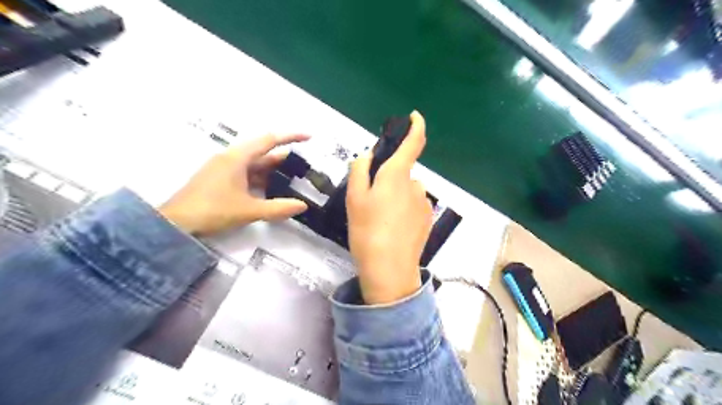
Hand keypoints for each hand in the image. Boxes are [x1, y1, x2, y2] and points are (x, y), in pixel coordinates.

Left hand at [158, 133, 307, 234]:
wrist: (175, 223)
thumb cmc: (212, 210)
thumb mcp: (249, 210)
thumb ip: (278, 208)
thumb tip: (302, 205)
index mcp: (237, 158)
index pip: (269, 140)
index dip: (290, 137)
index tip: (308, 137)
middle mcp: (231, 158)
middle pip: (263, 153)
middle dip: (283, 158)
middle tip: (303, 167)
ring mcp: (223, 169)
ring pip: (254, 165)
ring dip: (272, 171)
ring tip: (292, 179)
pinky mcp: (219, 179)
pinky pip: (246, 174)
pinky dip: (260, 179)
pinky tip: (270, 190)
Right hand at [344, 111, 430, 303]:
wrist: (389, 268)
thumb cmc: (368, 229)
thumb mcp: (354, 198)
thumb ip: (360, 170)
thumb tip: (368, 157)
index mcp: (397, 175)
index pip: (414, 142)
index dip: (416, 126)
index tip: (414, 117)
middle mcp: (416, 185)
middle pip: (402, 172)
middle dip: (388, 179)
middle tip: (371, 201)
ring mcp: (424, 203)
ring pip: (406, 190)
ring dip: (395, 196)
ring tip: (380, 219)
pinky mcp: (427, 219)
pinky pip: (413, 205)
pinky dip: (403, 210)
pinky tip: (392, 228)